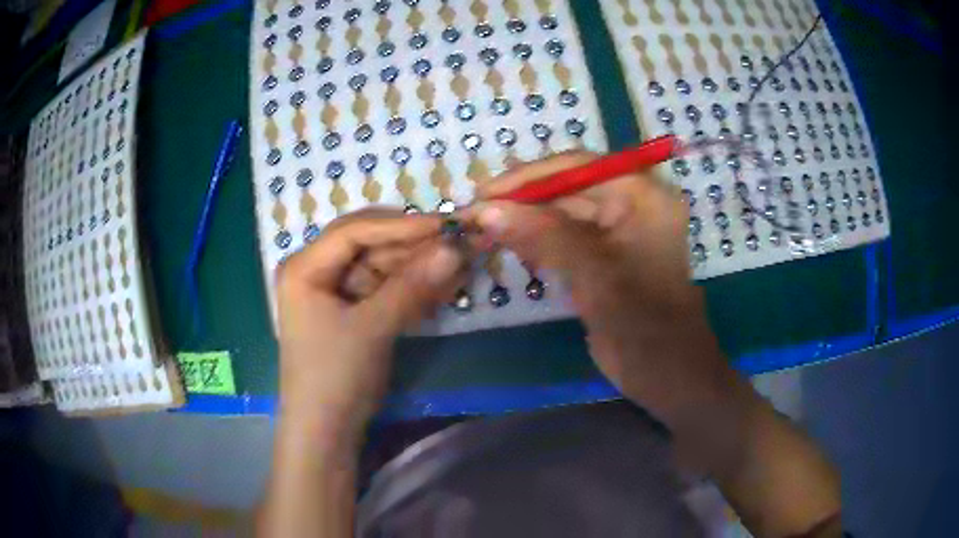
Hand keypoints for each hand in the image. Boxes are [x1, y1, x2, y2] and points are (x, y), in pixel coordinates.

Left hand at [275, 210, 464, 433]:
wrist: (326, 431)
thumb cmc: (335, 376)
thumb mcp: (372, 327)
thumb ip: (413, 285)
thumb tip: (456, 247)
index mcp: (304, 266)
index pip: (355, 231)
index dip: (402, 225)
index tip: (445, 225)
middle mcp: (316, 270)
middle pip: (368, 245)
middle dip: (412, 245)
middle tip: (457, 242)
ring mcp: (333, 291)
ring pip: (380, 266)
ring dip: (417, 266)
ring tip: (458, 263)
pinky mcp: (350, 311)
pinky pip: (383, 289)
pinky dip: (410, 288)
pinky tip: (441, 285)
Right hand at [466, 151, 734, 420]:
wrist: (666, 374)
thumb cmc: (642, 321)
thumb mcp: (594, 273)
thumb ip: (542, 235)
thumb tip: (485, 210)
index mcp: (643, 195)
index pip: (578, 168)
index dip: (528, 178)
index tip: (485, 192)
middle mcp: (632, 204)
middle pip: (568, 189)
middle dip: (524, 202)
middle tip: (477, 216)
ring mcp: (619, 232)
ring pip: (563, 214)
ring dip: (527, 223)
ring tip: (486, 231)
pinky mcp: (606, 258)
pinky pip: (567, 239)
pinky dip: (539, 243)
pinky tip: (514, 248)